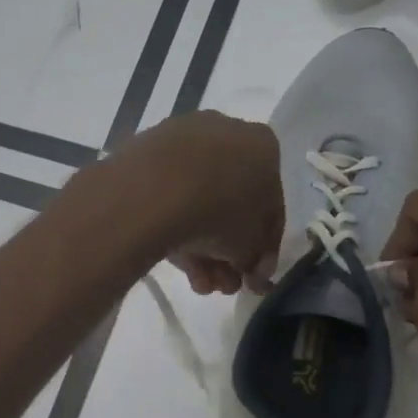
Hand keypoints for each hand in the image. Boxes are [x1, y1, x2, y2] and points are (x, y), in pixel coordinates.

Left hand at [120, 112, 282, 296]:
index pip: (271, 205)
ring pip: (199, 201)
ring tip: (199, 284)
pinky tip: (176, 264)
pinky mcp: (146, 152)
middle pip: (232, 203)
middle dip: (229, 252)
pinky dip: (176, 228)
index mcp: (264, 146)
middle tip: (223, 285)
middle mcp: (226, 132)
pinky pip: (169, 195)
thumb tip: (252, 270)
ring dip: (203, 249)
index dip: (264, 248)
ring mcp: (182, 140)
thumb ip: (257, 259)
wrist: (155, 190)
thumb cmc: (222, 212)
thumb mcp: (252, 246)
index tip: (253, 277)